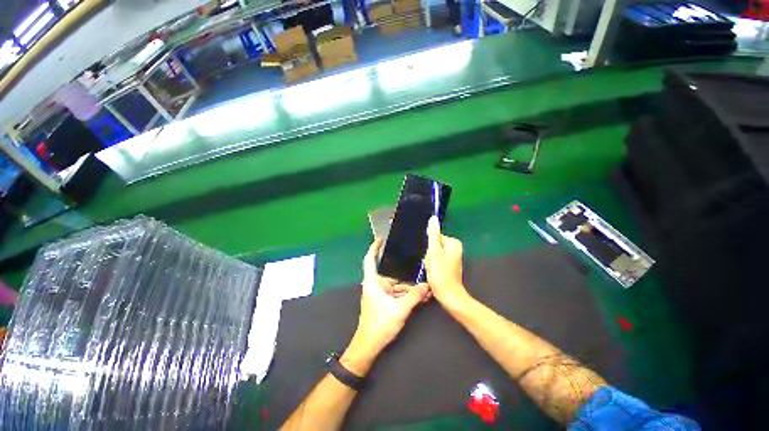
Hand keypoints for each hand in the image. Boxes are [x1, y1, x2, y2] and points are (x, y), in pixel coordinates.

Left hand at [343, 238, 428, 374]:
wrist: (369, 346)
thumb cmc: (379, 325)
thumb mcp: (399, 310)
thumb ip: (414, 296)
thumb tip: (427, 286)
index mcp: (372, 282)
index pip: (370, 260)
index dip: (374, 248)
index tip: (380, 238)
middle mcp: (375, 285)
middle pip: (389, 272)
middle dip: (403, 270)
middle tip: (417, 263)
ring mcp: (380, 293)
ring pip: (395, 284)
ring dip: (408, 284)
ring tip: (424, 282)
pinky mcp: (385, 301)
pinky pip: (397, 292)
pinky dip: (406, 292)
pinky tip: (420, 293)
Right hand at [425, 216, 469, 309]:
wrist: (448, 296)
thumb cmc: (441, 273)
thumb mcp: (434, 251)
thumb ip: (433, 234)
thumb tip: (434, 218)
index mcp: (453, 243)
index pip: (435, 237)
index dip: (429, 247)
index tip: (429, 256)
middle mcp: (455, 249)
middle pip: (434, 245)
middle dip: (429, 254)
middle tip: (430, 264)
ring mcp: (452, 259)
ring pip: (434, 254)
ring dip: (430, 261)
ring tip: (431, 270)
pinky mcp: (449, 267)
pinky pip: (437, 262)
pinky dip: (433, 267)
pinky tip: (432, 273)